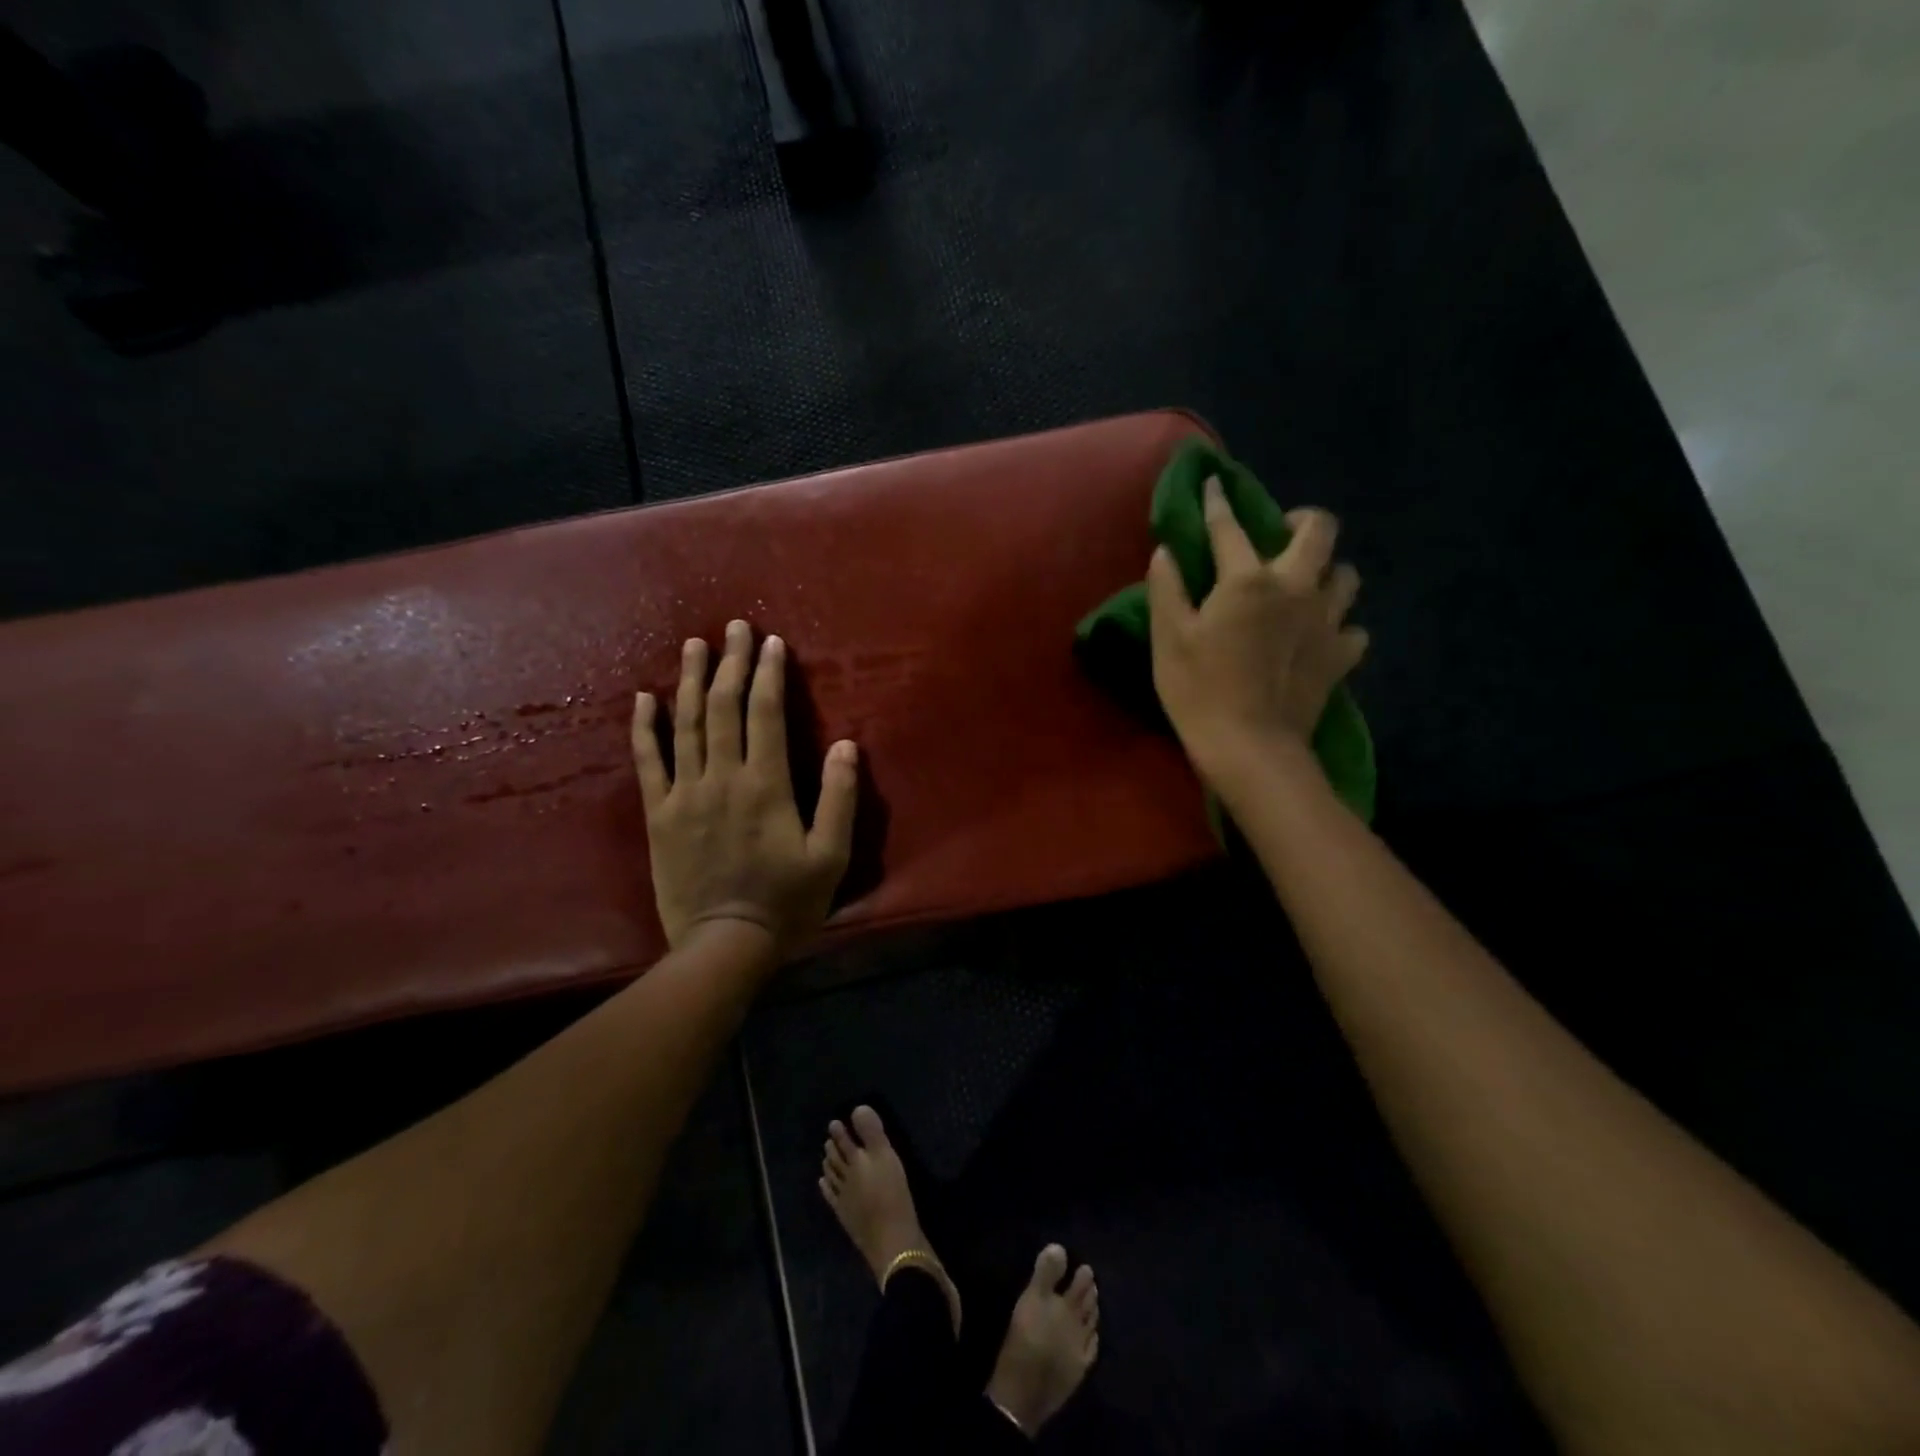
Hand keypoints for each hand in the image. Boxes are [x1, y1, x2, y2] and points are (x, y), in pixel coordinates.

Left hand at [631, 620, 858, 956]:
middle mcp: (721, 778)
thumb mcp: (830, 857)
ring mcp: (684, 794)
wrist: (724, 944)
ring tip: (695, 646)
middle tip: (735, 627)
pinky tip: (644, 698)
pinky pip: (648, 763)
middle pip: (724, 708)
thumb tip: (846, 745)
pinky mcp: (659, 815)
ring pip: (686, 725)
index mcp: (765, 785)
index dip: (769, 675)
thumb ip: (840, 799)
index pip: (765, 715)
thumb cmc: (786, 901)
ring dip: (691, 682)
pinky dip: (645, 728)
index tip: (772, 643)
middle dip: (732, 664)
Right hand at [1147, 476, 1366, 786]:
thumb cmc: (1199, 691)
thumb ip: (1167, 589)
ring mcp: (1325, 622)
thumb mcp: (1169, 639)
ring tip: (1305, 585)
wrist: (1250, 748)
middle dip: (1303, 519)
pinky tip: (1320, 636)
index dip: (1218, 503)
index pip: (1229, 528)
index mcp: (1247, 580)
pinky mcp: (1340, 657)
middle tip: (1281, 533)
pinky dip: (1339, 626)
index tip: (1213, 484)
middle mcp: (1295, 588)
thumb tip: (1165, 552)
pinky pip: (1353, 628)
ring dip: (1327, 572)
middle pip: (1320, 531)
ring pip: (1346, 576)